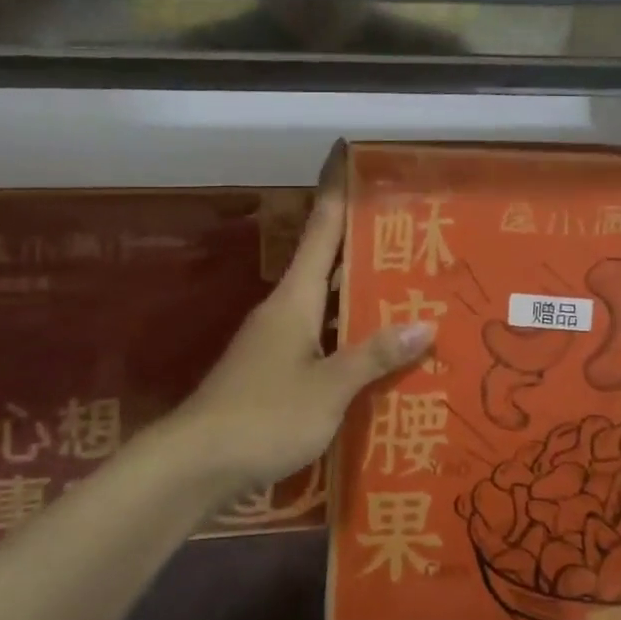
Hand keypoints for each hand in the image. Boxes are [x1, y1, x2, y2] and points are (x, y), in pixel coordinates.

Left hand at [173, 144, 433, 492]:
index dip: (337, 191)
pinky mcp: (274, 371)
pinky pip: (321, 338)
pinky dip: (349, 335)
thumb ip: (374, 356)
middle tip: (412, 231)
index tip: (349, 155)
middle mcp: (285, 309)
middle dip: (365, 244)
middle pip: (329, 263)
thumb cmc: (263, 415)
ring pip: (327, 304)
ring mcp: (276, 341)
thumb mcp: (328, 387)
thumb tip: (425, 323)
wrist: (195, 464)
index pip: (322, 229)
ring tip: (410, 289)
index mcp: (295, 298)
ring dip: (361, 295)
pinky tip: (377, 351)